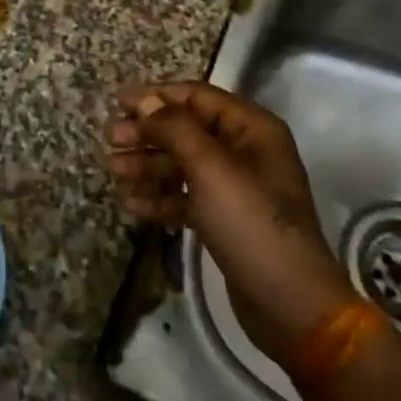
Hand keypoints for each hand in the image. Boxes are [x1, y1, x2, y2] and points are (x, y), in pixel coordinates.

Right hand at [105, 82, 355, 361]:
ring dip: (148, 165)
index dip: (156, 96)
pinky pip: (187, 197)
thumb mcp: (210, 168)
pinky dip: (161, 197)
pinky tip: (132, 204)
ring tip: (113, 171)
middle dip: (148, 133)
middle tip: (110, 138)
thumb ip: (175, 129)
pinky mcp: (226, 219)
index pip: (197, 97)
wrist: (290, 304)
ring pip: (183, 164)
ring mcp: (236, 187)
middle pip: (187, 130)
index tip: (118, 101)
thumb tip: (145, 101)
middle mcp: (245, 151)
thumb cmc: (251, 223)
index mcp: (252, 128)